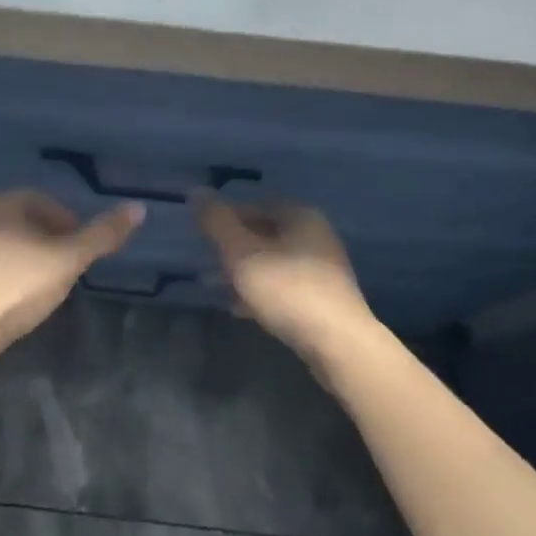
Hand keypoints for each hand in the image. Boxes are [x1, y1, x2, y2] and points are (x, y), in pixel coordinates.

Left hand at [0, 190, 143, 361]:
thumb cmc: (14, 289)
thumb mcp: (66, 261)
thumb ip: (101, 236)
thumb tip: (138, 208)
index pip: (40, 200)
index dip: (66, 222)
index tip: (79, 248)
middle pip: (18, 220)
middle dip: (44, 239)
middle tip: (63, 268)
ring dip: (20, 257)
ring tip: (37, 286)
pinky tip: (6, 301)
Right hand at [194, 196, 380, 365]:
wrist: (338, 345)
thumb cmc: (287, 289)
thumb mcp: (242, 253)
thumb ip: (217, 222)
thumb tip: (196, 191)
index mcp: (300, 216)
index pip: (253, 206)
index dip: (225, 219)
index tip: (203, 239)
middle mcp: (316, 236)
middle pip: (264, 234)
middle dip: (233, 249)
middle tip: (208, 265)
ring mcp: (323, 269)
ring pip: (273, 262)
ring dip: (245, 273)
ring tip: (218, 289)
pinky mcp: (325, 300)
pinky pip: (285, 287)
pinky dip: (262, 292)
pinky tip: (242, 309)